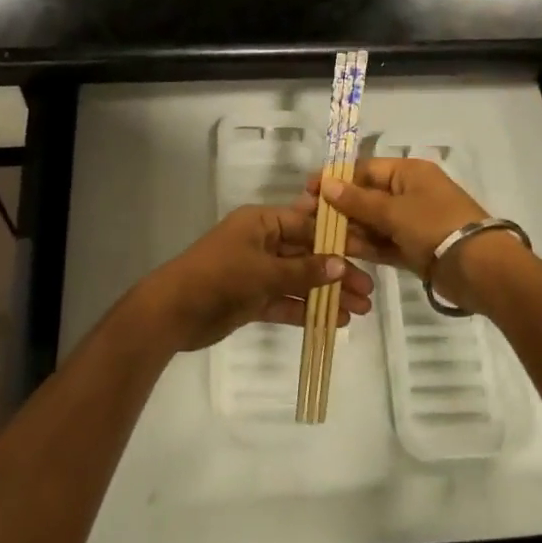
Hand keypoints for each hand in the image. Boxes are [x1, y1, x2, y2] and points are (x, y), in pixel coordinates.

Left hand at [142, 204, 373, 352]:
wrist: (174, 311)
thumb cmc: (220, 277)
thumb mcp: (265, 271)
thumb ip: (304, 271)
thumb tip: (340, 265)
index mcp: (262, 222)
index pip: (306, 224)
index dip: (336, 238)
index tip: (366, 252)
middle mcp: (262, 242)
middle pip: (307, 253)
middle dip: (336, 271)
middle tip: (368, 291)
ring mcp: (257, 271)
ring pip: (299, 280)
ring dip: (327, 293)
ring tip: (360, 310)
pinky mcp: (252, 298)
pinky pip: (286, 300)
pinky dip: (307, 309)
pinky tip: (335, 320)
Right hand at [306, 159, 519, 312]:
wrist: (480, 269)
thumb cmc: (435, 226)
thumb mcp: (394, 211)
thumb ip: (358, 201)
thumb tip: (326, 184)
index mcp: (409, 173)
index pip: (365, 169)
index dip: (337, 179)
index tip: (309, 191)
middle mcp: (410, 193)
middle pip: (367, 196)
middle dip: (339, 207)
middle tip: (307, 219)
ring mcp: (412, 222)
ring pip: (373, 222)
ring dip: (349, 228)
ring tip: (319, 237)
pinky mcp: (414, 248)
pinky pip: (383, 242)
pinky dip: (365, 245)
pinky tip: (341, 250)